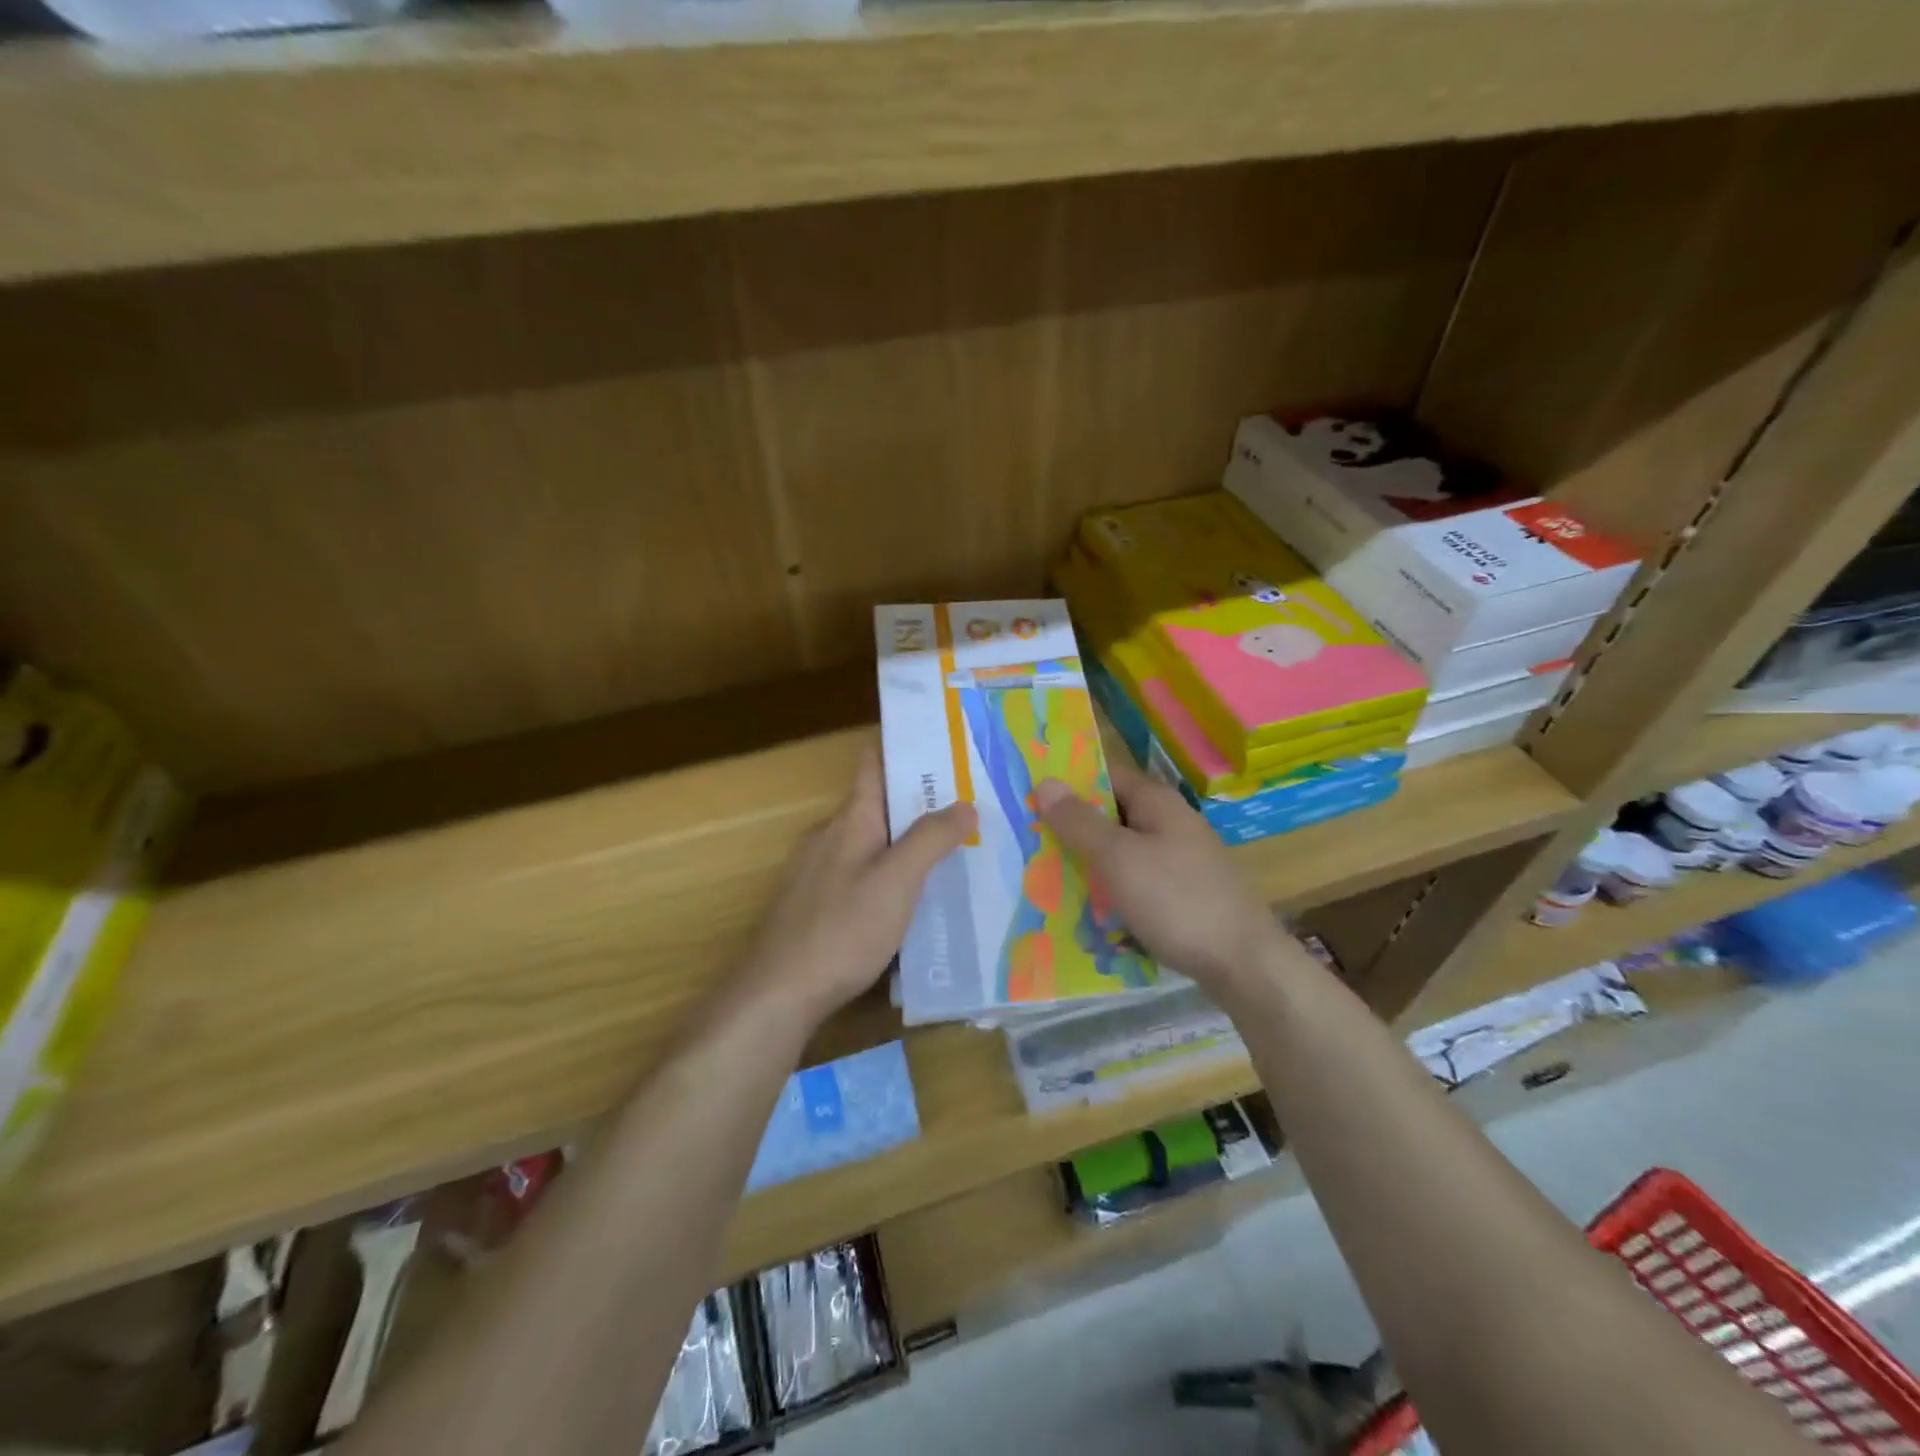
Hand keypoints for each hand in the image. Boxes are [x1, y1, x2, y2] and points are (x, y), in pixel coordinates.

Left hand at [740, 747, 976, 1023]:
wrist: (779, 993)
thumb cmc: (842, 929)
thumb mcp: (897, 881)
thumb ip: (931, 839)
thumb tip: (965, 804)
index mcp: (851, 819)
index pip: (873, 763)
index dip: (903, 746)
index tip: (943, 741)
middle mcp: (830, 835)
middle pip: (878, 803)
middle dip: (920, 799)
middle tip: (970, 803)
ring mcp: (818, 870)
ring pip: (870, 841)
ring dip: (906, 840)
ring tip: (952, 849)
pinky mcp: (815, 903)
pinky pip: (860, 872)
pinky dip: (889, 872)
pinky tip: (913, 898)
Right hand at [1035, 762, 1279, 991]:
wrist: (1243, 963)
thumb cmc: (1175, 900)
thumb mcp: (1118, 858)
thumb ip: (1080, 822)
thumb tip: (1046, 782)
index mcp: (1157, 803)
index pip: (1105, 775)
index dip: (1069, 783)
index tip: (1029, 797)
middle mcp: (1170, 823)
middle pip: (1112, 815)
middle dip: (1073, 828)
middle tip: (1029, 843)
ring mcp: (1180, 859)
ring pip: (1123, 851)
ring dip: (1090, 862)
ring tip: (1047, 878)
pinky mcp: (1183, 893)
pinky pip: (1137, 881)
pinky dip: (1112, 889)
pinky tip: (1088, 910)